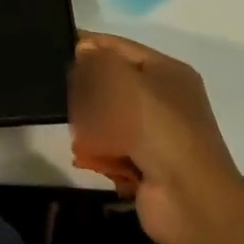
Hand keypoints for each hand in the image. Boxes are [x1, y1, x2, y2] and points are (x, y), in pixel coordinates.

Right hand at [69, 32, 241, 243]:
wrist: (189, 200)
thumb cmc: (156, 128)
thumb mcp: (124, 82)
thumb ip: (97, 61)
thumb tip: (82, 49)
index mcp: (166, 71)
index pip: (119, 46)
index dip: (88, 43)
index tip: (54, 44)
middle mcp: (163, 97)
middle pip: (113, 81)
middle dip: (87, 86)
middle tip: (57, 87)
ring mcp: (156, 132)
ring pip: (108, 116)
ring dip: (90, 122)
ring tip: (73, 125)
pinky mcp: (145, 163)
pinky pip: (111, 146)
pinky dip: (98, 150)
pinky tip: (85, 154)